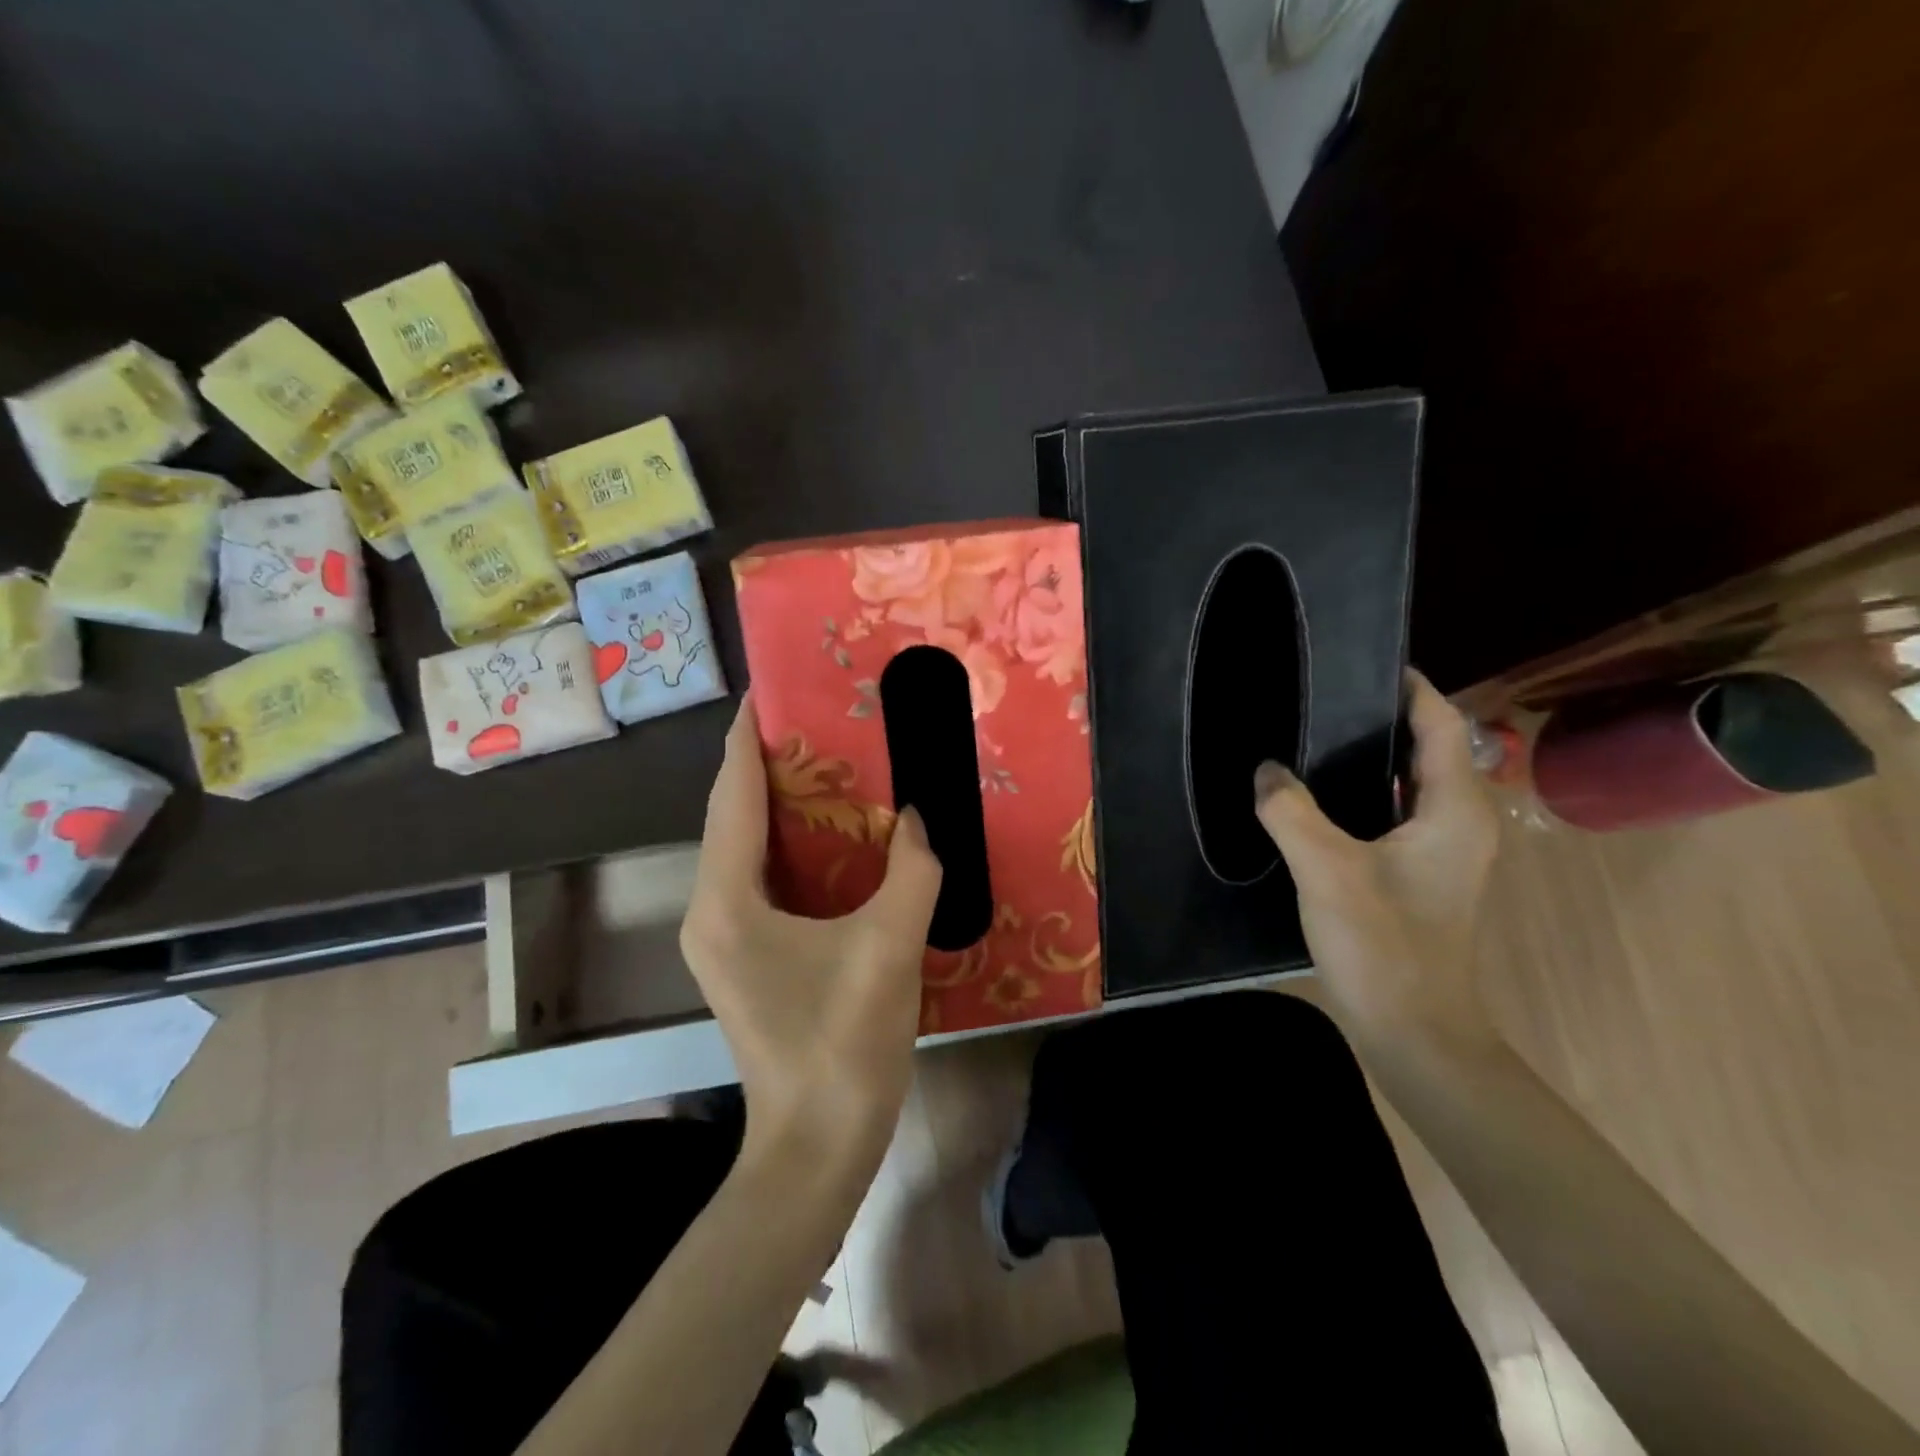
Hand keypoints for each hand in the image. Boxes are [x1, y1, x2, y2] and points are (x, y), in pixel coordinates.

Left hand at [681, 697, 942, 1158]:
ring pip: (746, 847)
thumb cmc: (843, 1047)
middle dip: (767, 763)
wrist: (817, 1148)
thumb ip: (912, 872)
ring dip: (780, 803)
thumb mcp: (888, 949)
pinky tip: (834, 833)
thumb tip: (922, 817)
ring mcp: (723, 936)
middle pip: (733, 815)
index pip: (733, 796)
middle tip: (815, 718)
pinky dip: (791, 844)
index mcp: (727, 900)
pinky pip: (761, 877)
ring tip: (827, 760)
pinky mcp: (745, 955)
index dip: (747, 739)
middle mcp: (710, 909)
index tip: (768, 691)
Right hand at [1254, 669, 1499, 1043]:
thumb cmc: (1384, 945)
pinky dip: (1364, 792)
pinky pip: (1395, 812)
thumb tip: (1266, 770)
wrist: (1415, 1030)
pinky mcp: (1422, 873)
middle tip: (1322, 695)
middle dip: (1382, 717)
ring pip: (1409, 782)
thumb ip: (1291, 812)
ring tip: (1313, 735)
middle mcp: (1460, 822)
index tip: (1365, 660)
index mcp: (1455, 810)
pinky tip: (1319, 795)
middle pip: (1428, 748)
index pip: (1442, 725)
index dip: (1410, 688)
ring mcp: (1444, 851)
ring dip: (1371, 756)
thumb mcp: (1327, 871)